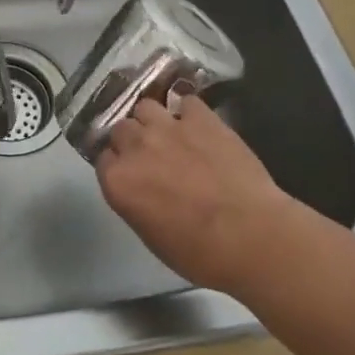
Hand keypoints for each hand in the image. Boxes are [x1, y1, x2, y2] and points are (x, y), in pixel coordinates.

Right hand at [95, 94, 290, 292]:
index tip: (131, 174)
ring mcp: (168, 127)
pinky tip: (199, 125)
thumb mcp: (151, 235)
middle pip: (121, 129)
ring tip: (171, 134)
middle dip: (133, 140)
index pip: (104, 159)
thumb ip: (135, 201)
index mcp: (118, 181)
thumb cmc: (199, 253)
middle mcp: (135, 147)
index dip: (118, 166)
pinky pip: (185, 102)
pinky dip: (189, 112)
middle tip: (152, 156)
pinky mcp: (201, 117)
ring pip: (146, 107)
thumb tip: (140, 189)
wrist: (251, 236)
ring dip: (154, 120)